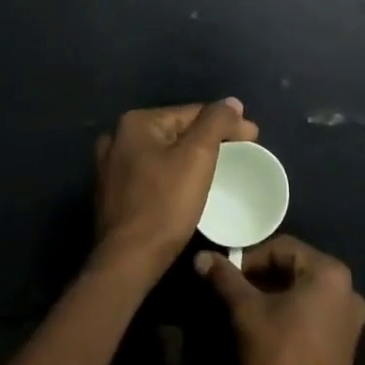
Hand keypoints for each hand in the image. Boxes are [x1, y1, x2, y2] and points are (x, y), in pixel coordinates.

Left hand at [93, 99, 257, 282]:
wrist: (128, 261)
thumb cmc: (165, 204)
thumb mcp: (198, 156)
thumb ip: (216, 122)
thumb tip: (233, 103)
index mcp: (135, 123)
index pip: (192, 113)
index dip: (226, 123)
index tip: (254, 138)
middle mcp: (117, 138)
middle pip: (176, 131)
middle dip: (208, 140)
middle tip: (240, 155)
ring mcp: (110, 167)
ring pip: (163, 153)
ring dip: (190, 158)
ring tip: (217, 172)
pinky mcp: (112, 194)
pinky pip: (151, 174)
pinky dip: (172, 175)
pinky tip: (187, 188)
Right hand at [195, 235, 364, 364]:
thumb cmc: (278, 354)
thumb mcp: (247, 311)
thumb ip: (226, 279)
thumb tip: (202, 257)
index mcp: (330, 271)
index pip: (282, 248)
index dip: (251, 258)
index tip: (229, 277)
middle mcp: (347, 287)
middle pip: (296, 267)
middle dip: (264, 276)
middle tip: (237, 292)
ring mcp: (351, 315)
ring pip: (305, 289)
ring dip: (277, 293)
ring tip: (250, 308)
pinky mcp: (347, 339)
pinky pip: (316, 309)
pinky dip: (293, 310)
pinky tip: (272, 324)